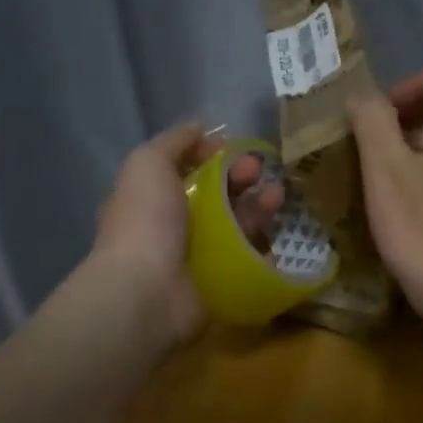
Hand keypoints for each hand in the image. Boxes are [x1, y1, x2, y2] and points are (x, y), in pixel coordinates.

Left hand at [92, 125, 282, 344]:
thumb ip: (173, 143)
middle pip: (216, 198)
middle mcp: (173, 229)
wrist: (148, 294)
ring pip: (235, 228)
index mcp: (152, 199)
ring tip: (276, 198)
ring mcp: (197, 259)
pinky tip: (276, 236)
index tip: (233, 150)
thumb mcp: (148, 164)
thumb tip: (199, 129)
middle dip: (240, 180)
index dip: (211, 157)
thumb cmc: (145, 222)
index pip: (187, 172)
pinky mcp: (219, 285)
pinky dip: (263, 249)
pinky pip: (247, 262)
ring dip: (257, 208)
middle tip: (260, 172)